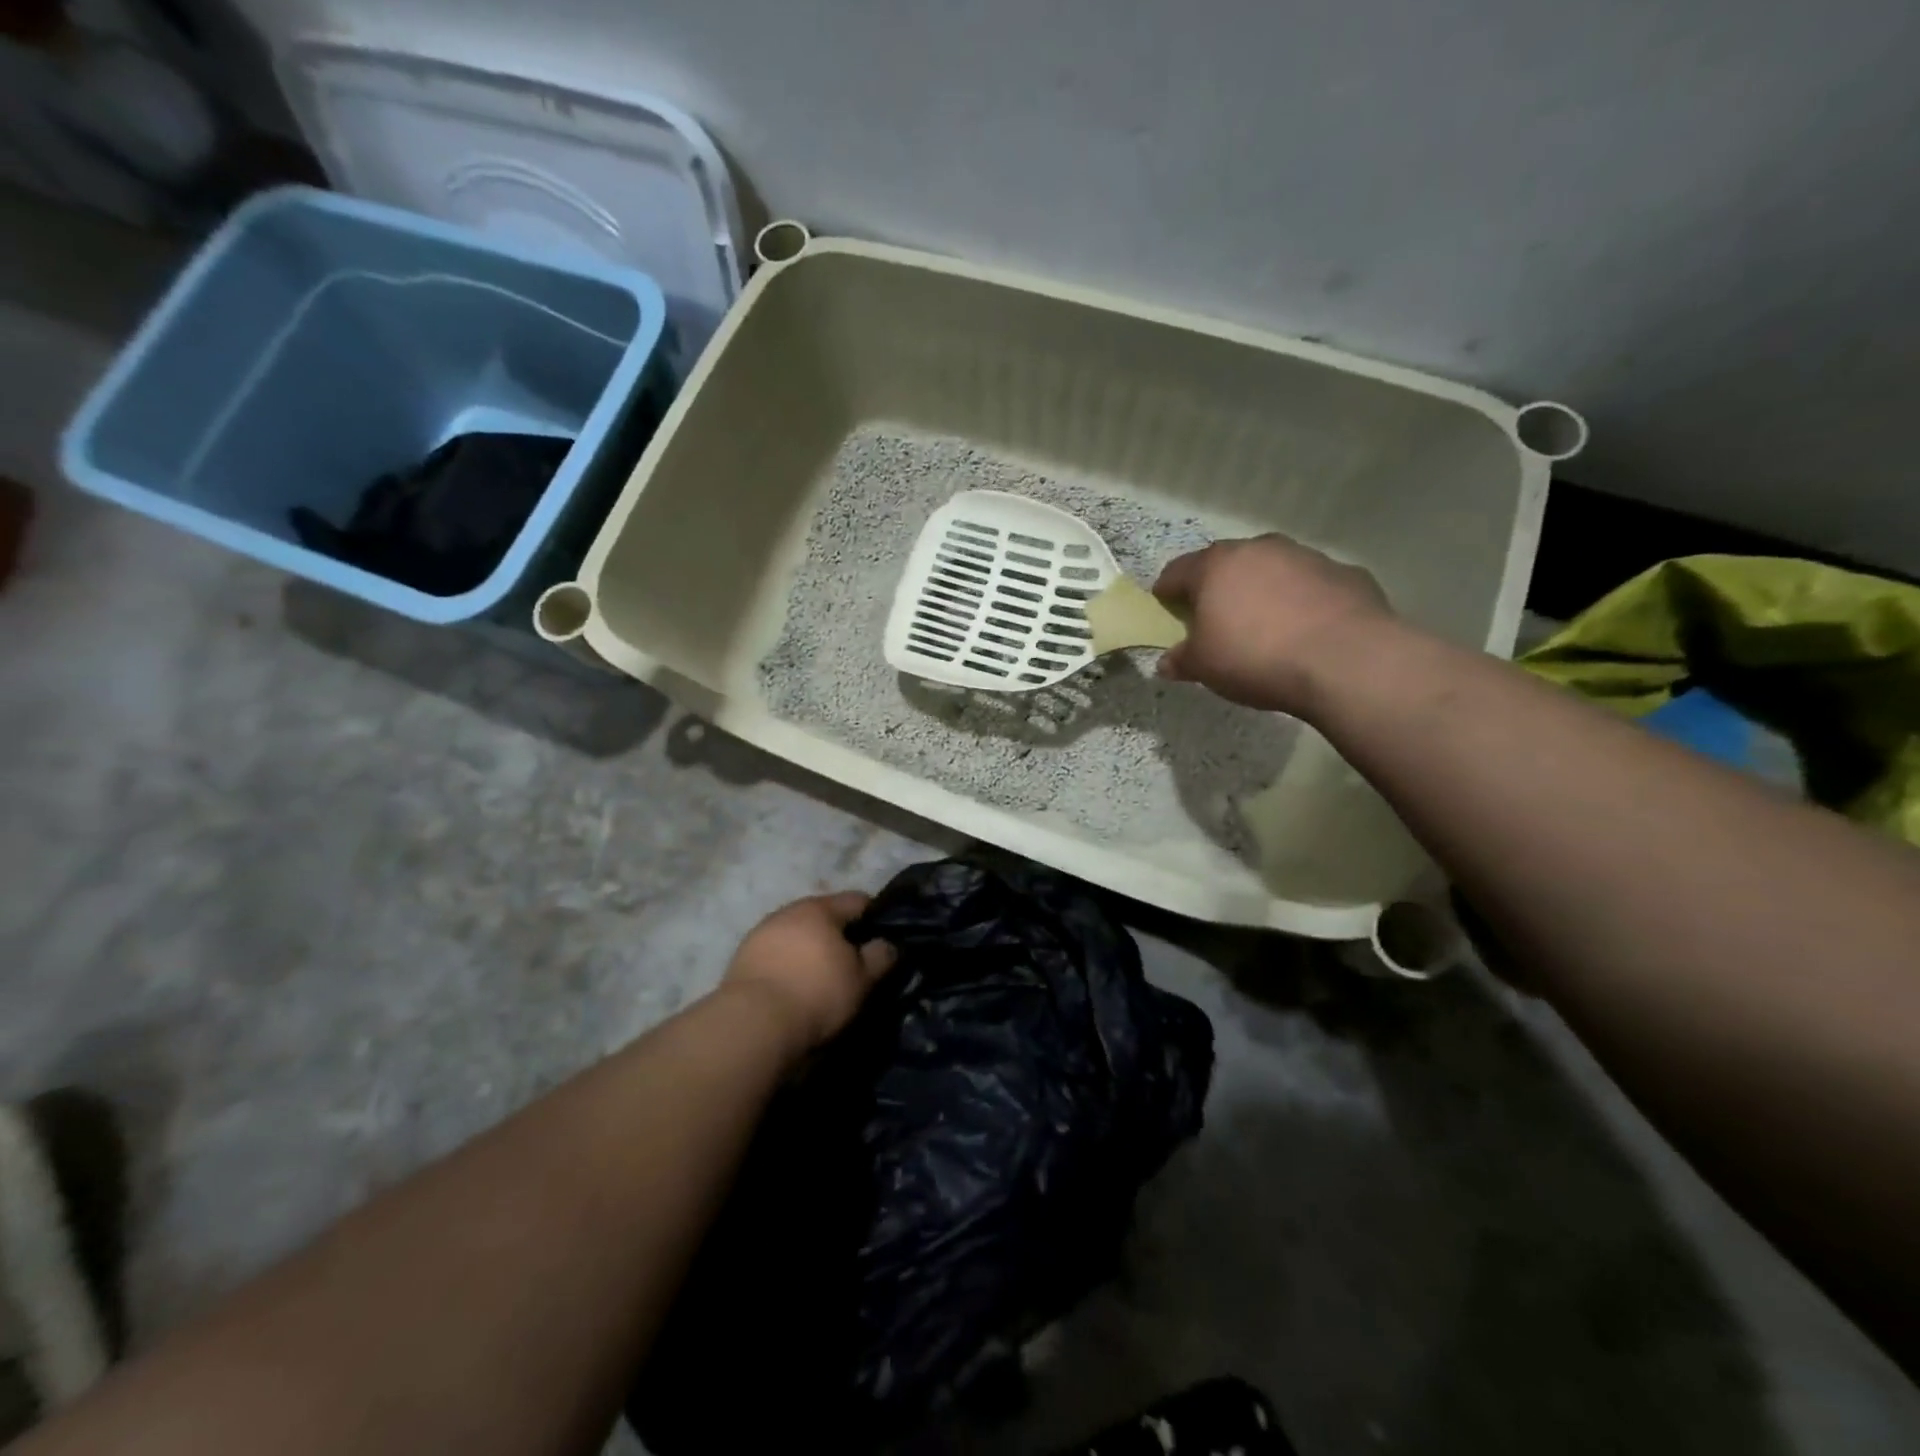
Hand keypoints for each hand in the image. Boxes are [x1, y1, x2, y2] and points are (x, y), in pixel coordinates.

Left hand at [721, 892, 896, 1055]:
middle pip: (824, 915)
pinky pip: (775, 952)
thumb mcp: (861, 979)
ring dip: (810, 948)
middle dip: (839, 933)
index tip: (882, 940)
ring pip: (797, 933)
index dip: (874, 917)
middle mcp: (789, 911)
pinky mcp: (742, 957)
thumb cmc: (817, 993)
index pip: (857, 900)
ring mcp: (762, 932)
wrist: (753, 1023)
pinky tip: (793, 986)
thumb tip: (888, 943)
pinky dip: (788, 963)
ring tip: (820, 976)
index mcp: (820, 908)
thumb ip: (880, 956)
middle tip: (852, 962)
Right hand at [1153, 535, 1394, 714]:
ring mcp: (1306, 557)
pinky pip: (1310, 586)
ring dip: (1261, 591)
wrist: (1345, 660)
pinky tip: (1305, 632)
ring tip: (1263, 627)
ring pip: (1271, 570)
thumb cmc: (1255, 657)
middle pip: (1226, 564)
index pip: (1177, 571)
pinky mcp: (1345, 573)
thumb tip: (1167, 662)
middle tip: (1214, 619)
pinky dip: (1301, 602)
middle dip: (1216, 588)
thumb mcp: (1204, 667)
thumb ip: (1181, 660)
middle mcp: (1259, 549)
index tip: (1165, 609)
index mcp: (1216, 566)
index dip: (1166, 592)